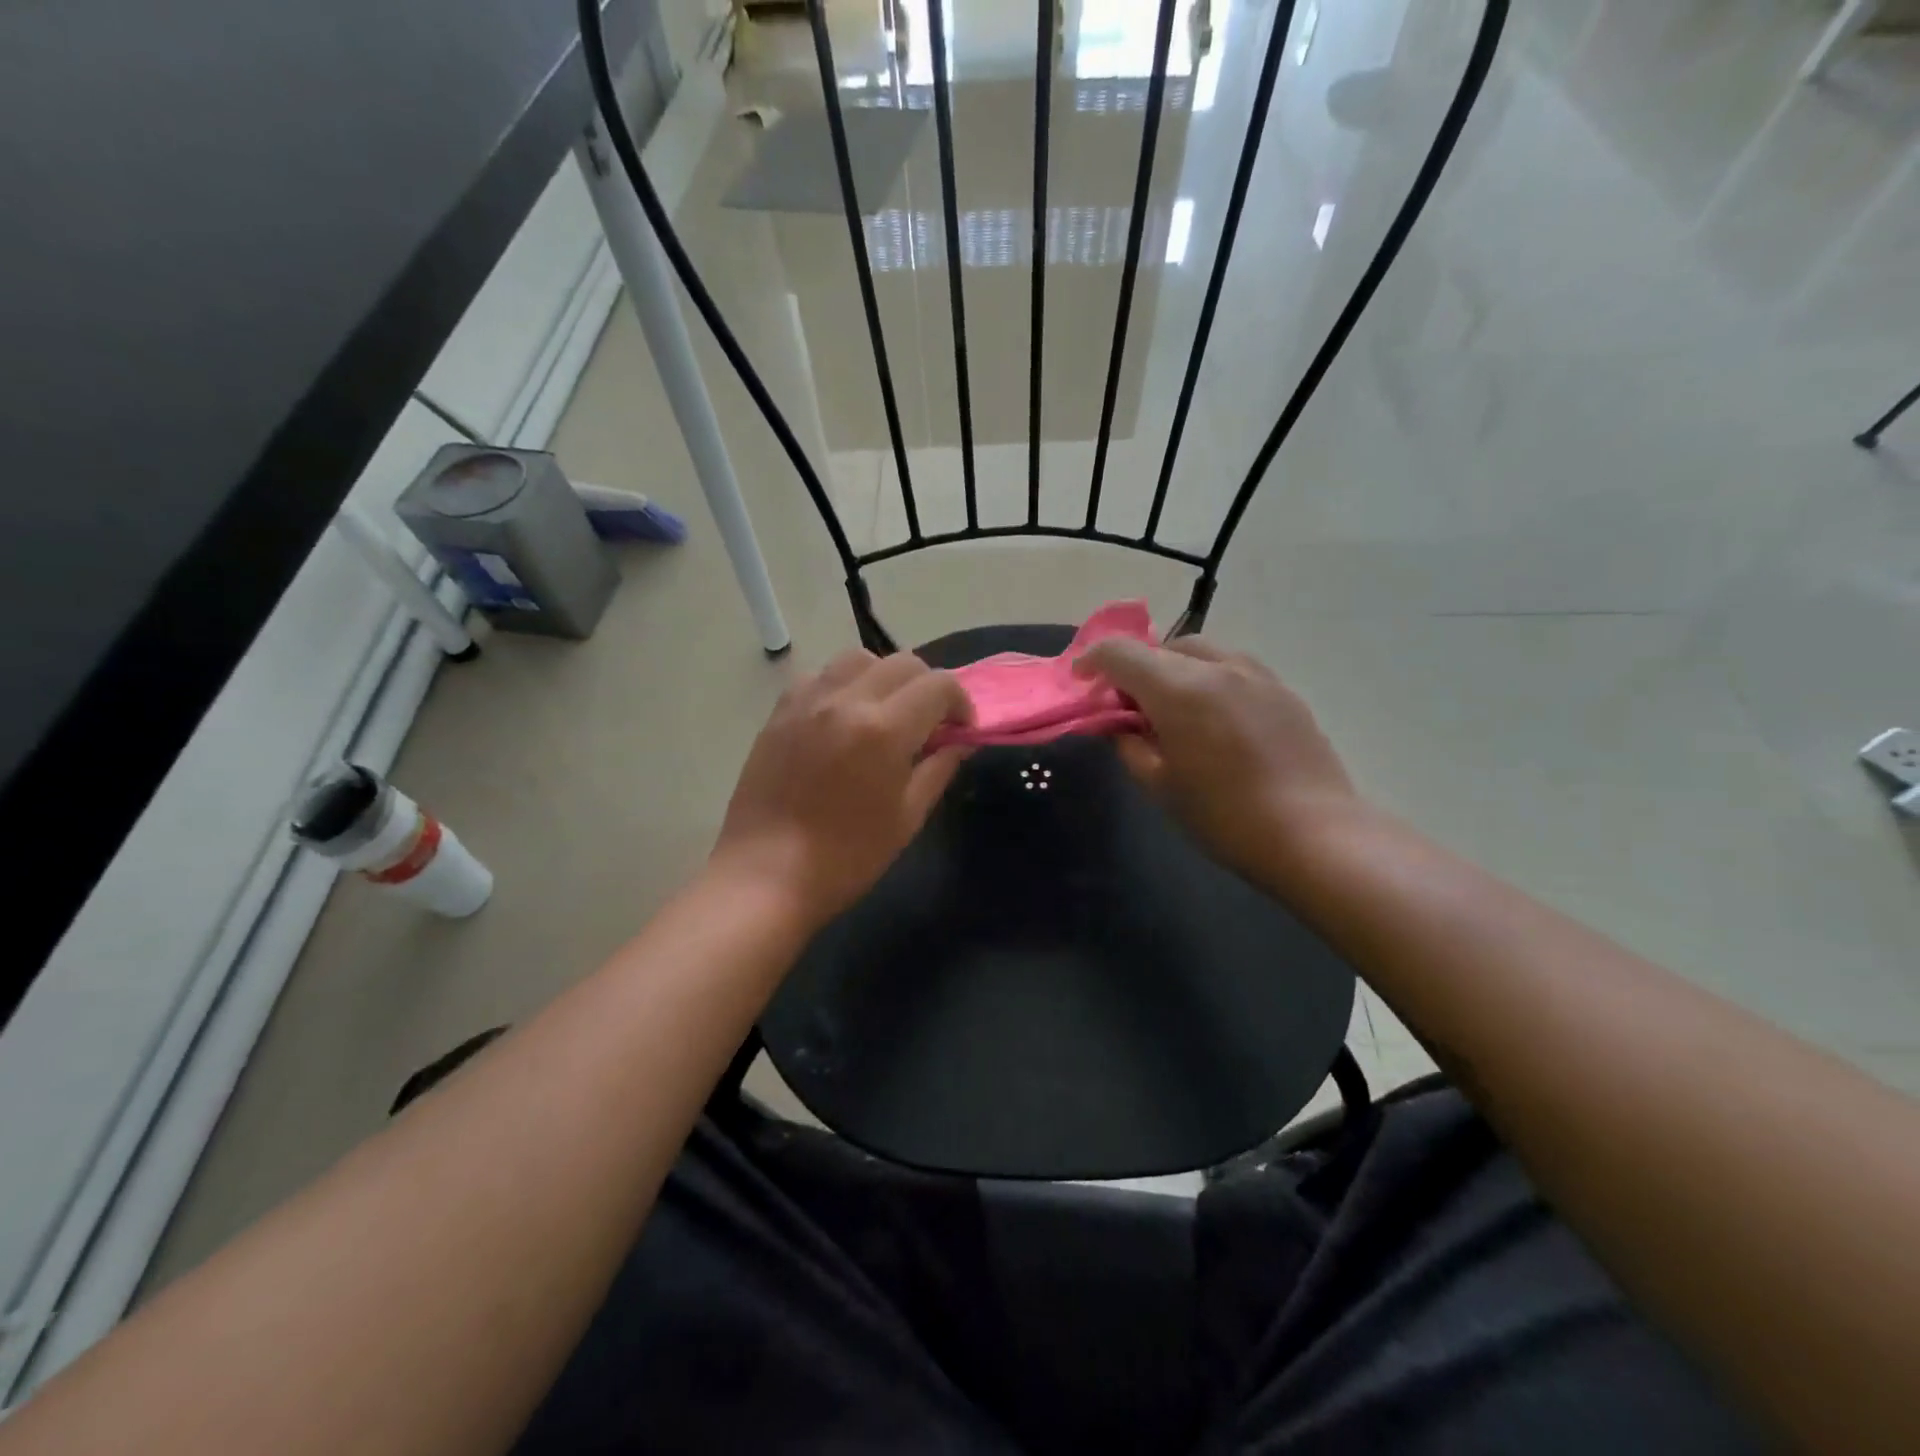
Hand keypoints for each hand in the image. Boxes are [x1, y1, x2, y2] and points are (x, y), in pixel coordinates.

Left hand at [712, 649, 971, 928]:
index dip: (960, 703)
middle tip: (930, 723)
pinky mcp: (780, 711)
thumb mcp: (907, 818)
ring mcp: (808, 701)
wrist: (765, 875)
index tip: (961, 729)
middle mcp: (846, 700)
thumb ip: (939, 769)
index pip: (938, 686)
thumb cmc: (846, 857)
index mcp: (884, 729)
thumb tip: (961, 741)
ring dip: (885, 677)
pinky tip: (844, 719)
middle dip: (928, 686)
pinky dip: (844, 684)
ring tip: (886, 713)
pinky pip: (821, 675)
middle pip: (903, 663)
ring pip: (859, 658)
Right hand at [1075, 636, 1359, 881]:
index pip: (1121, 653)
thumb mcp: (1160, 786)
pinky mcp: (1284, 691)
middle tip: (1128, 705)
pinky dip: (1210, 679)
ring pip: (1202, 652)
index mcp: (1178, 689)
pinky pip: (1234, 668)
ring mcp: (1257, 675)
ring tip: (1173, 706)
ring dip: (1175, 668)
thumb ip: (1130, 745)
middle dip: (1136, 668)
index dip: (1093, 661)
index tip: (1081, 681)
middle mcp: (1217, 668)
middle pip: (1162, 648)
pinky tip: (1215, 716)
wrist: (1312, 833)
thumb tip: (1120, 725)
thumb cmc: (1223, 815)